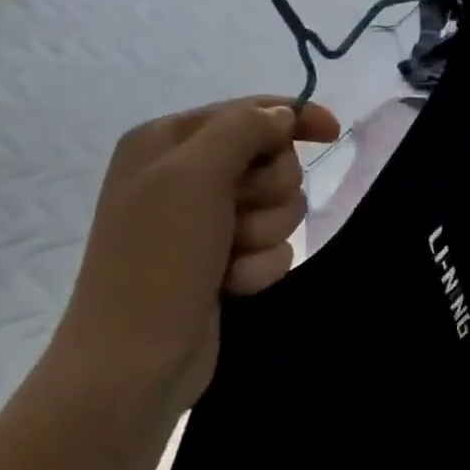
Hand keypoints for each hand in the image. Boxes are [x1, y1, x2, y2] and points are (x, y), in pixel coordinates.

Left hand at [42, 97, 340, 423]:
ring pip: (279, 206)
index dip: (293, 117)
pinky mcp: (224, 260)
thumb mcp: (194, 175)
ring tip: (230, 258)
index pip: (249, 111)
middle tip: (237, 214)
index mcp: (167, 142)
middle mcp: (186, 176)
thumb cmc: (159, 258)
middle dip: (268, 191)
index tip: (333, 132)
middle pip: (272, 160)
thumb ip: (244, 129)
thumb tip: (282, 114)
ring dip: (263, 233)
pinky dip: (259, 266)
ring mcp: (207, 221)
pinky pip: (274, 246)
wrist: (136, 359)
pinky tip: (231, 285)